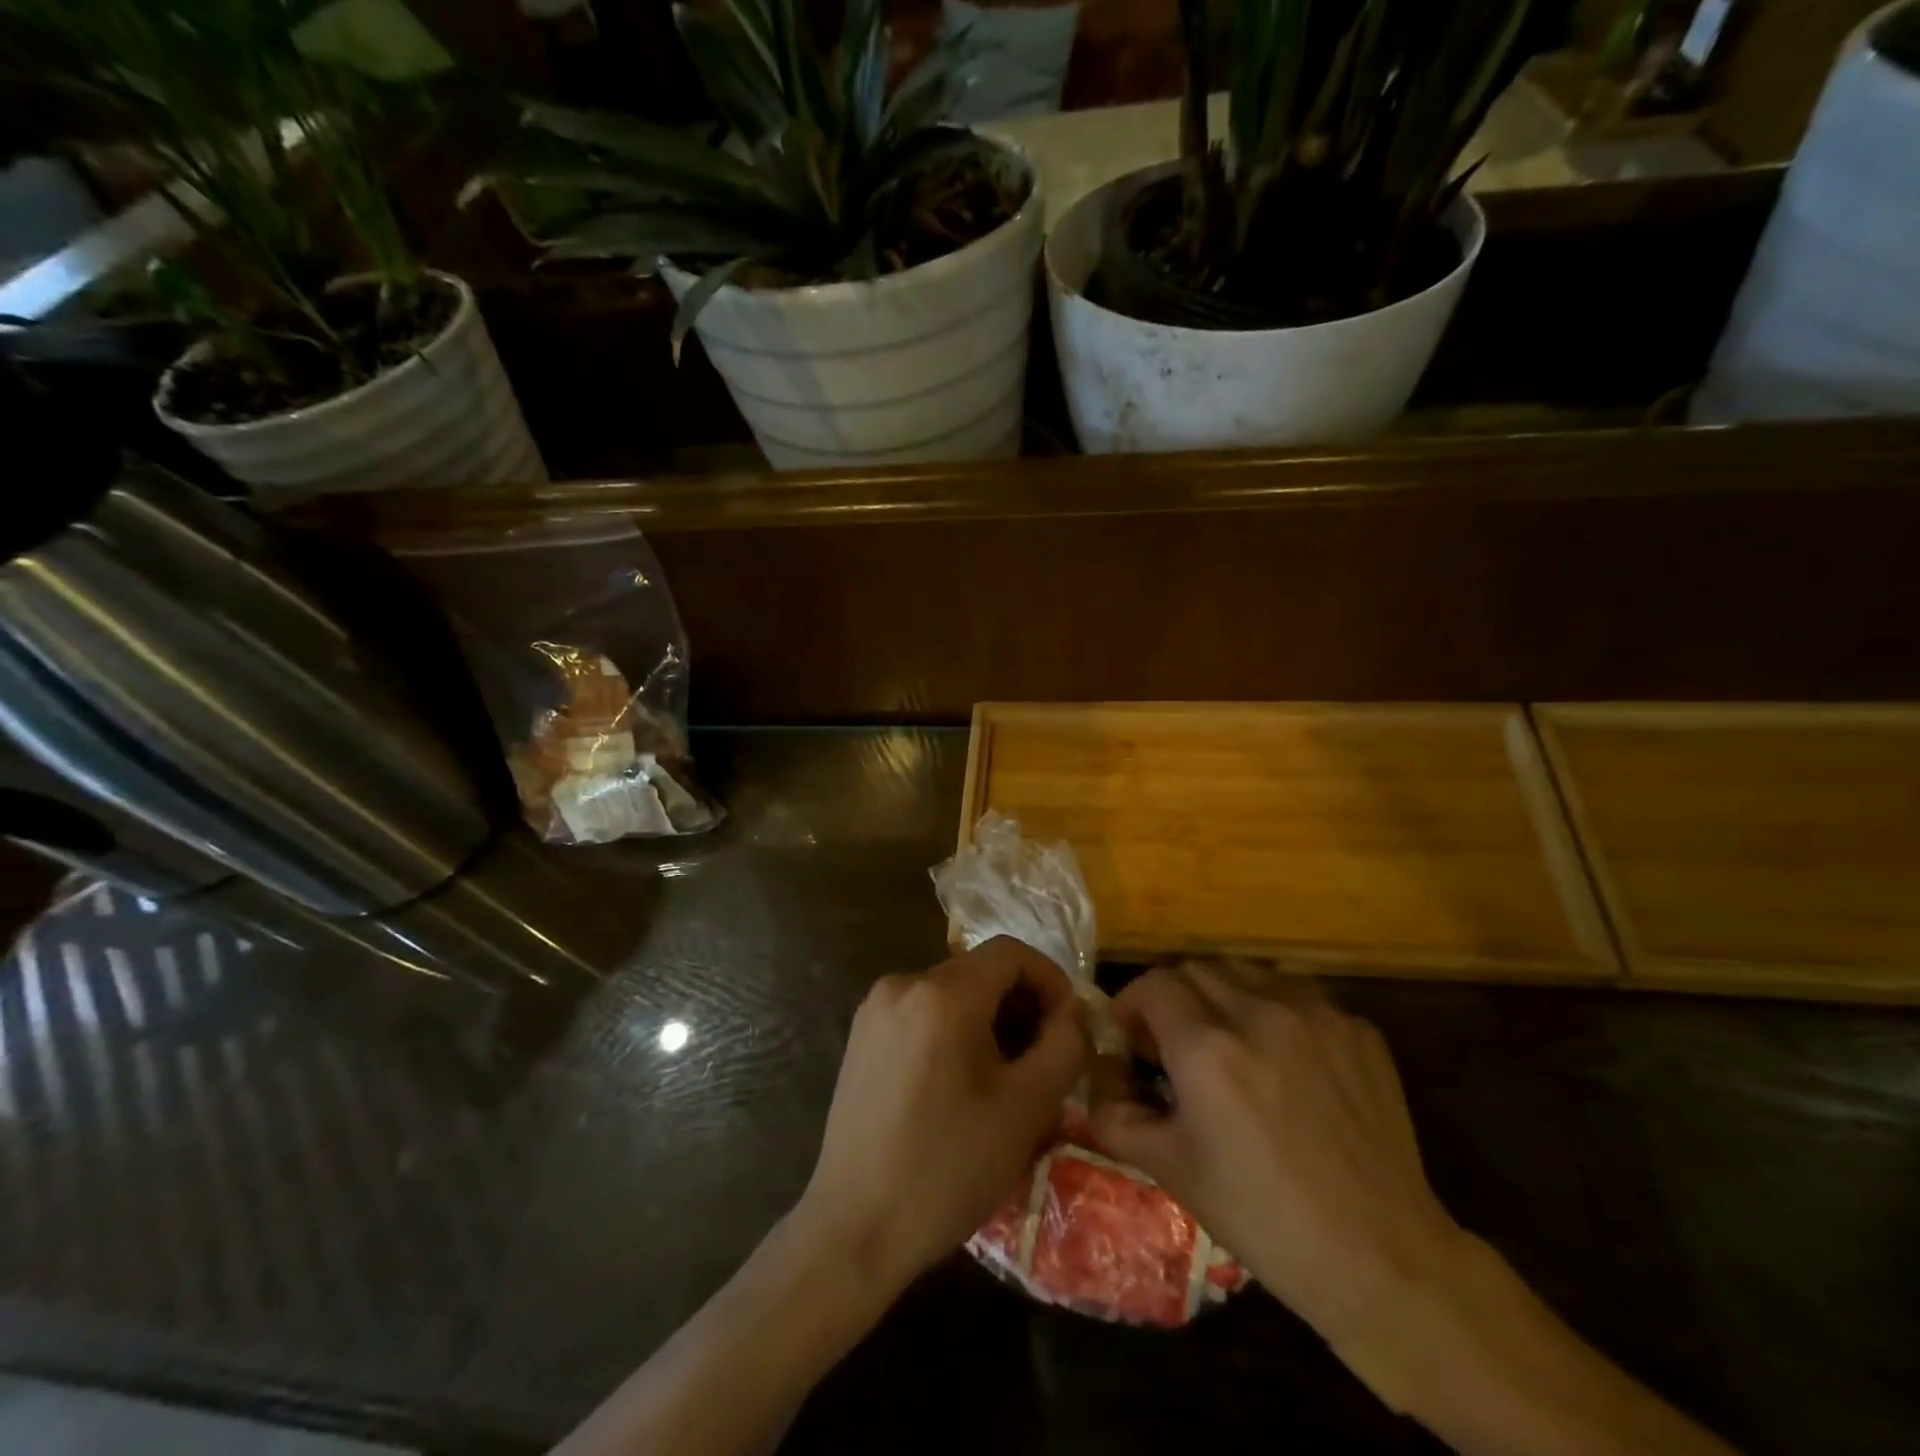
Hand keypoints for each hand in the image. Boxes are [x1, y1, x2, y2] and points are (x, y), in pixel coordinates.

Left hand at [792, 936, 1089, 1297]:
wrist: (855, 1228)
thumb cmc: (948, 1168)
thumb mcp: (1026, 1108)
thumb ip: (1064, 1045)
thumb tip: (1076, 1011)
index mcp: (942, 993)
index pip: (1010, 952)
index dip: (1050, 979)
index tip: (1068, 1026)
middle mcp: (902, 984)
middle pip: (980, 971)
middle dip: (1021, 1005)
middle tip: (1044, 1059)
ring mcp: (875, 1009)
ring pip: (952, 993)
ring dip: (989, 1020)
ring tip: (1007, 1078)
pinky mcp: (861, 1036)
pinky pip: (922, 1013)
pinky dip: (954, 1031)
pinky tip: (962, 1084)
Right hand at [1089, 962, 1465, 1349]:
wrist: (1383, 1258)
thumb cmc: (1264, 1218)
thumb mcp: (1171, 1170)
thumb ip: (1116, 1114)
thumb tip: (1099, 1077)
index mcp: (1208, 1047)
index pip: (1152, 986)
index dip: (1132, 1006)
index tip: (1133, 1040)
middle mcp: (1259, 1012)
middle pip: (1196, 969)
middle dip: (1174, 998)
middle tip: (1176, 1044)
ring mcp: (1316, 1015)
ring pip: (1247, 972)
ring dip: (1223, 997)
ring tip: (1229, 1045)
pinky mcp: (1358, 1029)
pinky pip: (1298, 996)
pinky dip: (1274, 1012)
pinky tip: (1284, 1063)